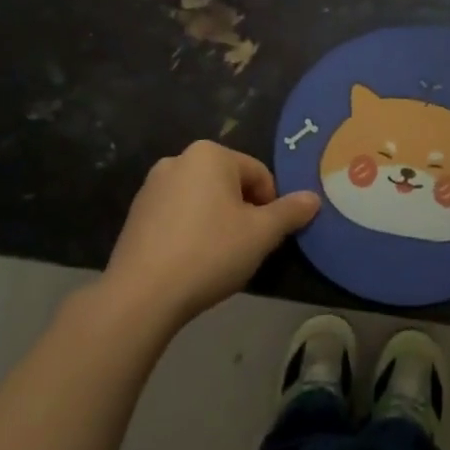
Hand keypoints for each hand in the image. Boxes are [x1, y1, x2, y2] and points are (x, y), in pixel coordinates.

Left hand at [104, 142, 318, 328]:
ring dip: (217, 221)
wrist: (142, 295)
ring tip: (218, 257)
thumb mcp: (261, 234)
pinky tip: (191, 261)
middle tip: (245, 247)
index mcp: (210, 154)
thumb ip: (290, 212)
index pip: (258, 173)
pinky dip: (190, 231)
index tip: (267, 237)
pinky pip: (177, 215)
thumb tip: (313, 198)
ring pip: (203, 199)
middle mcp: (178, 160)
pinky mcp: (136, 214)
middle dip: (242, 212)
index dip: (271, 206)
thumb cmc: (209, 252)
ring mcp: (152, 186)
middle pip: (229, 183)